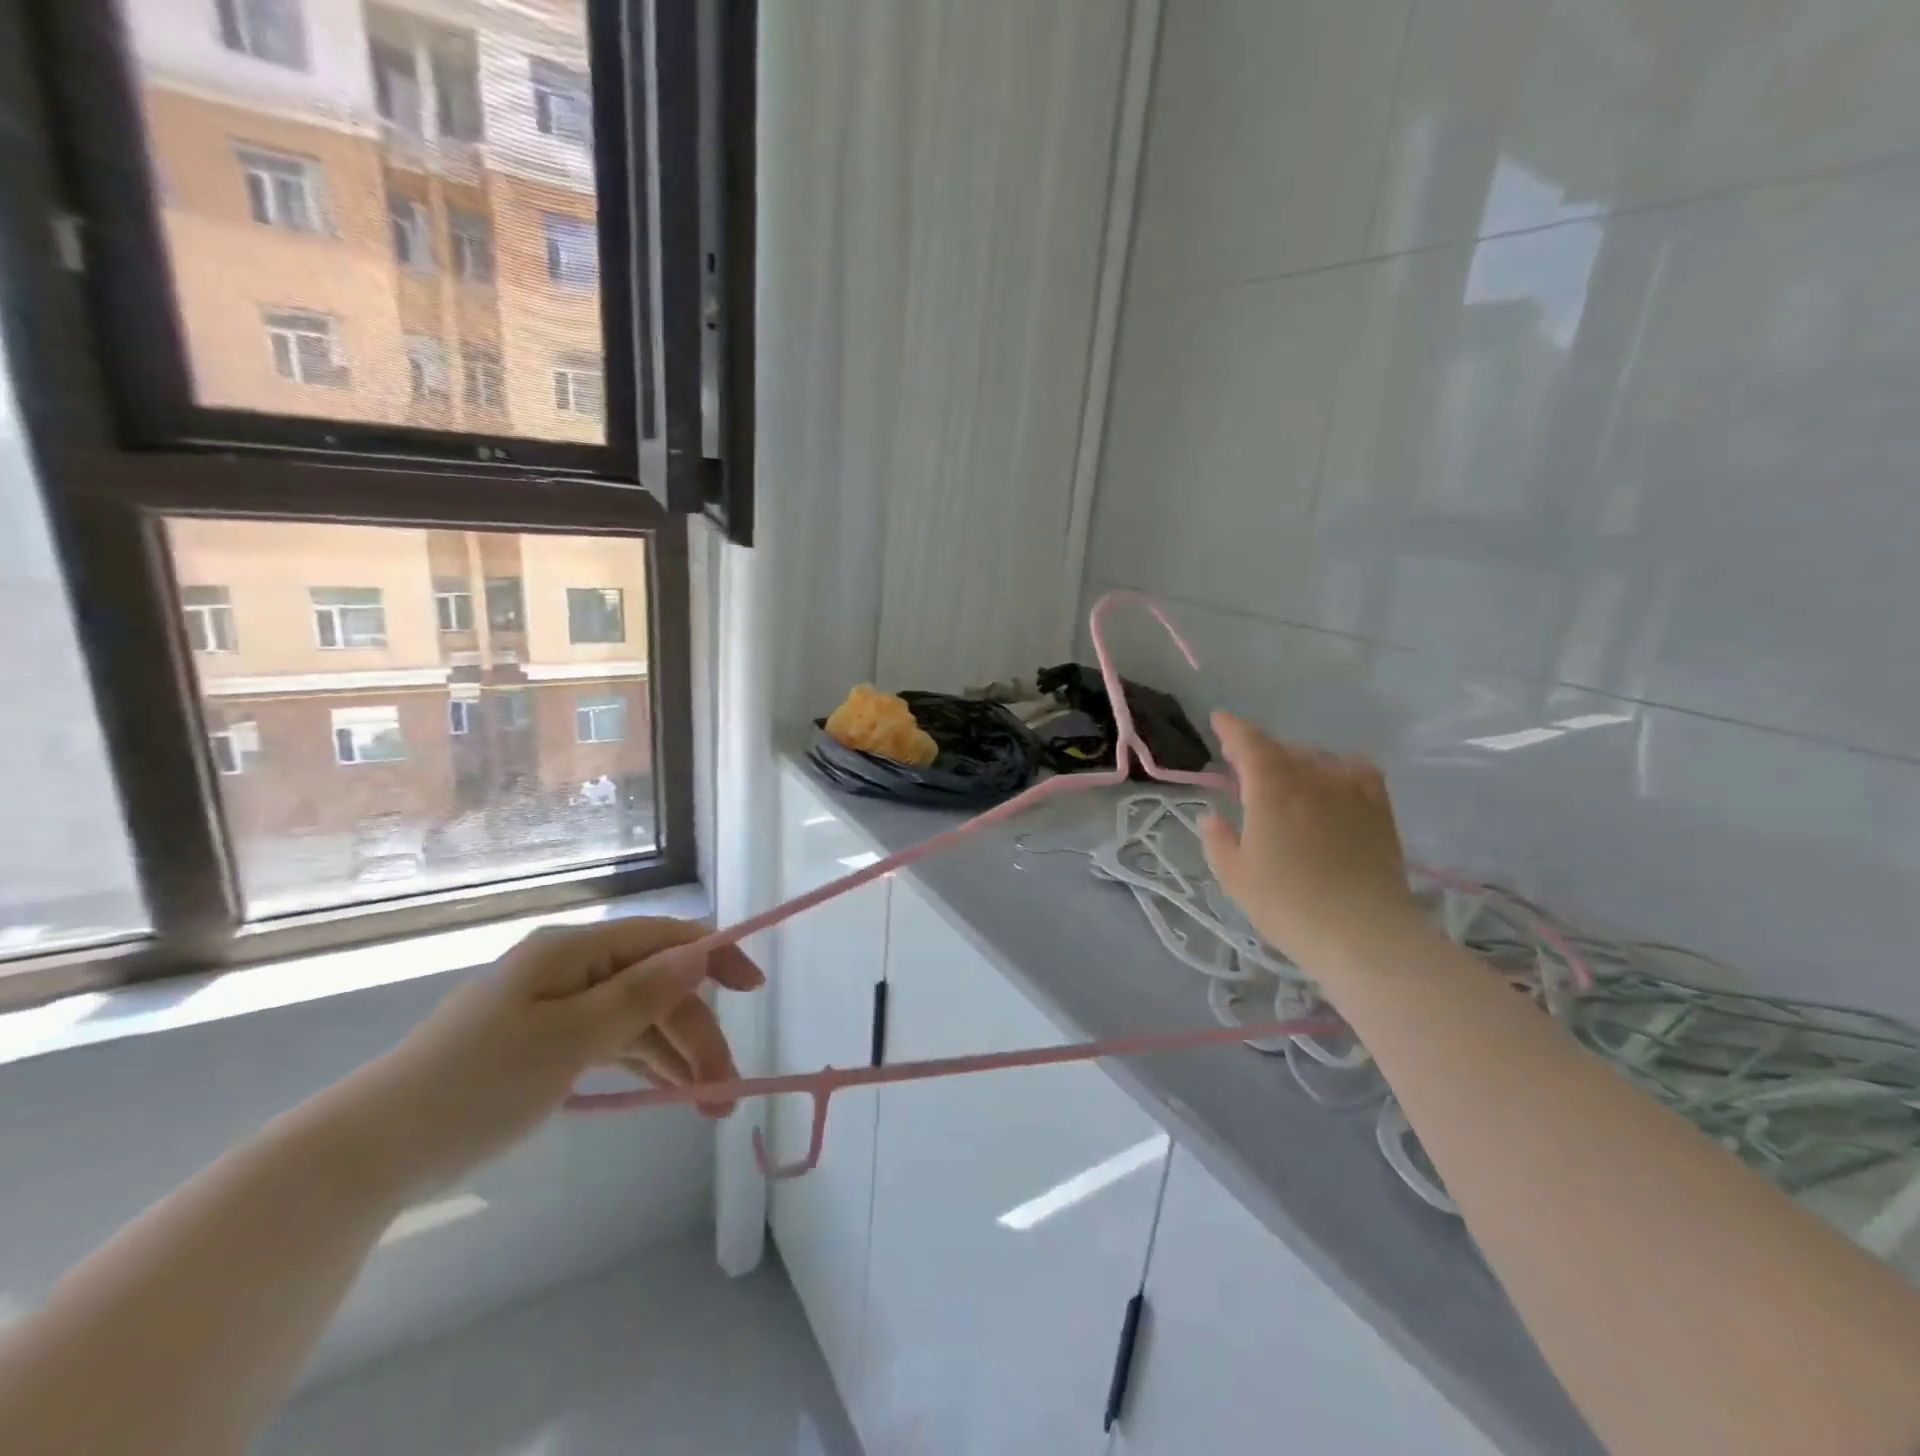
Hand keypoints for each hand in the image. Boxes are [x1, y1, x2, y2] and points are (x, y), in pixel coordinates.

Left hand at [323, 918, 762, 1192]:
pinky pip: (612, 1042)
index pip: (664, 939)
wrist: (371, 1153)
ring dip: (677, 1056)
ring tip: (710, 1105)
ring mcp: (558, 1006)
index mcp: (575, 950)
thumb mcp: (570, 1039)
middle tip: (725, 1091)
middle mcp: (572, 968)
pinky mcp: (547, 1042)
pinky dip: (644, 1065)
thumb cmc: (476, 1085)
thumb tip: (701, 951)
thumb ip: (642, 994)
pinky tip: (671, 1091)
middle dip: (697, 1034)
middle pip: (656, 988)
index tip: (754, 989)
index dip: (715, 957)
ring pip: (639, 1020)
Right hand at [1199, 712, 1422, 969]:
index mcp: (1272, 789)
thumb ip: (1219, 841)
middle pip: (1284, 751)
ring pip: (1320, 759)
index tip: (1219, 720)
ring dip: (1298, 762)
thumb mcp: (1235, 877)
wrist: (1364, 934)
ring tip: (1289, 781)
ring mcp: (1352, 792)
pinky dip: (1341, 770)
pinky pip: (1360, 773)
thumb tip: (1212, 817)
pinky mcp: (1380, 811)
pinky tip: (1336, 786)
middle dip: (1261, 753)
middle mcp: (1313, 778)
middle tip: (1244, 769)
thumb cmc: (1288, 904)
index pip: (1250, 743)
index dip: (1232, 729)